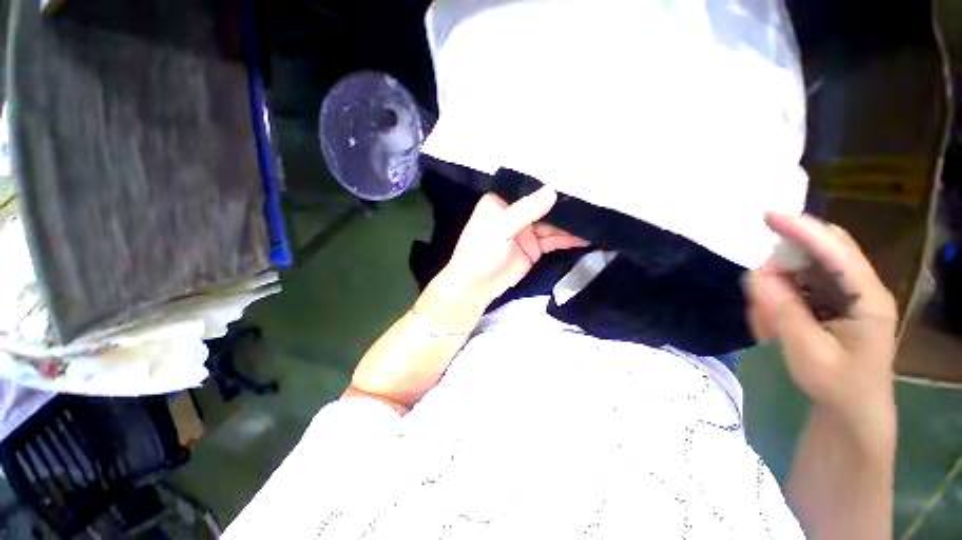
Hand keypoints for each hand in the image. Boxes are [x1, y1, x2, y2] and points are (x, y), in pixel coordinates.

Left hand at [439, 187, 588, 305]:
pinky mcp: (535, 248)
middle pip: (544, 205)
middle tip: (595, 196)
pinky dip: (569, 239)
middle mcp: (516, 213)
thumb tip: (553, 190)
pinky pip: (554, 240)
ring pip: (552, 223)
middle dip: (565, 204)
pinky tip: (587, 236)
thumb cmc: (480, 253)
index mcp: (501, 201)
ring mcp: (527, 231)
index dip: (549, 181)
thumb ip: (525, 210)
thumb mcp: (499, 228)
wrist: (476, 287)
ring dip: (571, 223)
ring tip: (596, 216)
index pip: (528, 186)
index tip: (576, 174)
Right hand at [744, 213, 898, 420]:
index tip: (767, 216)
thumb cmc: (838, 386)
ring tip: (764, 324)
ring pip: (803, 272)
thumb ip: (784, 310)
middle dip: (783, 263)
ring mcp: (844, 295)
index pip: (836, 250)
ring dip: (776, 289)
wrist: (851, 412)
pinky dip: (777, 300)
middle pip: (820, 253)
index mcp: (868, 298)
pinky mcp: (830, 303)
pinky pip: (797, 288)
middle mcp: (860, 288)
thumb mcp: (808, 351)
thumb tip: (756, 273)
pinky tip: (770, 325)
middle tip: (758, 291)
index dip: (803, 230)